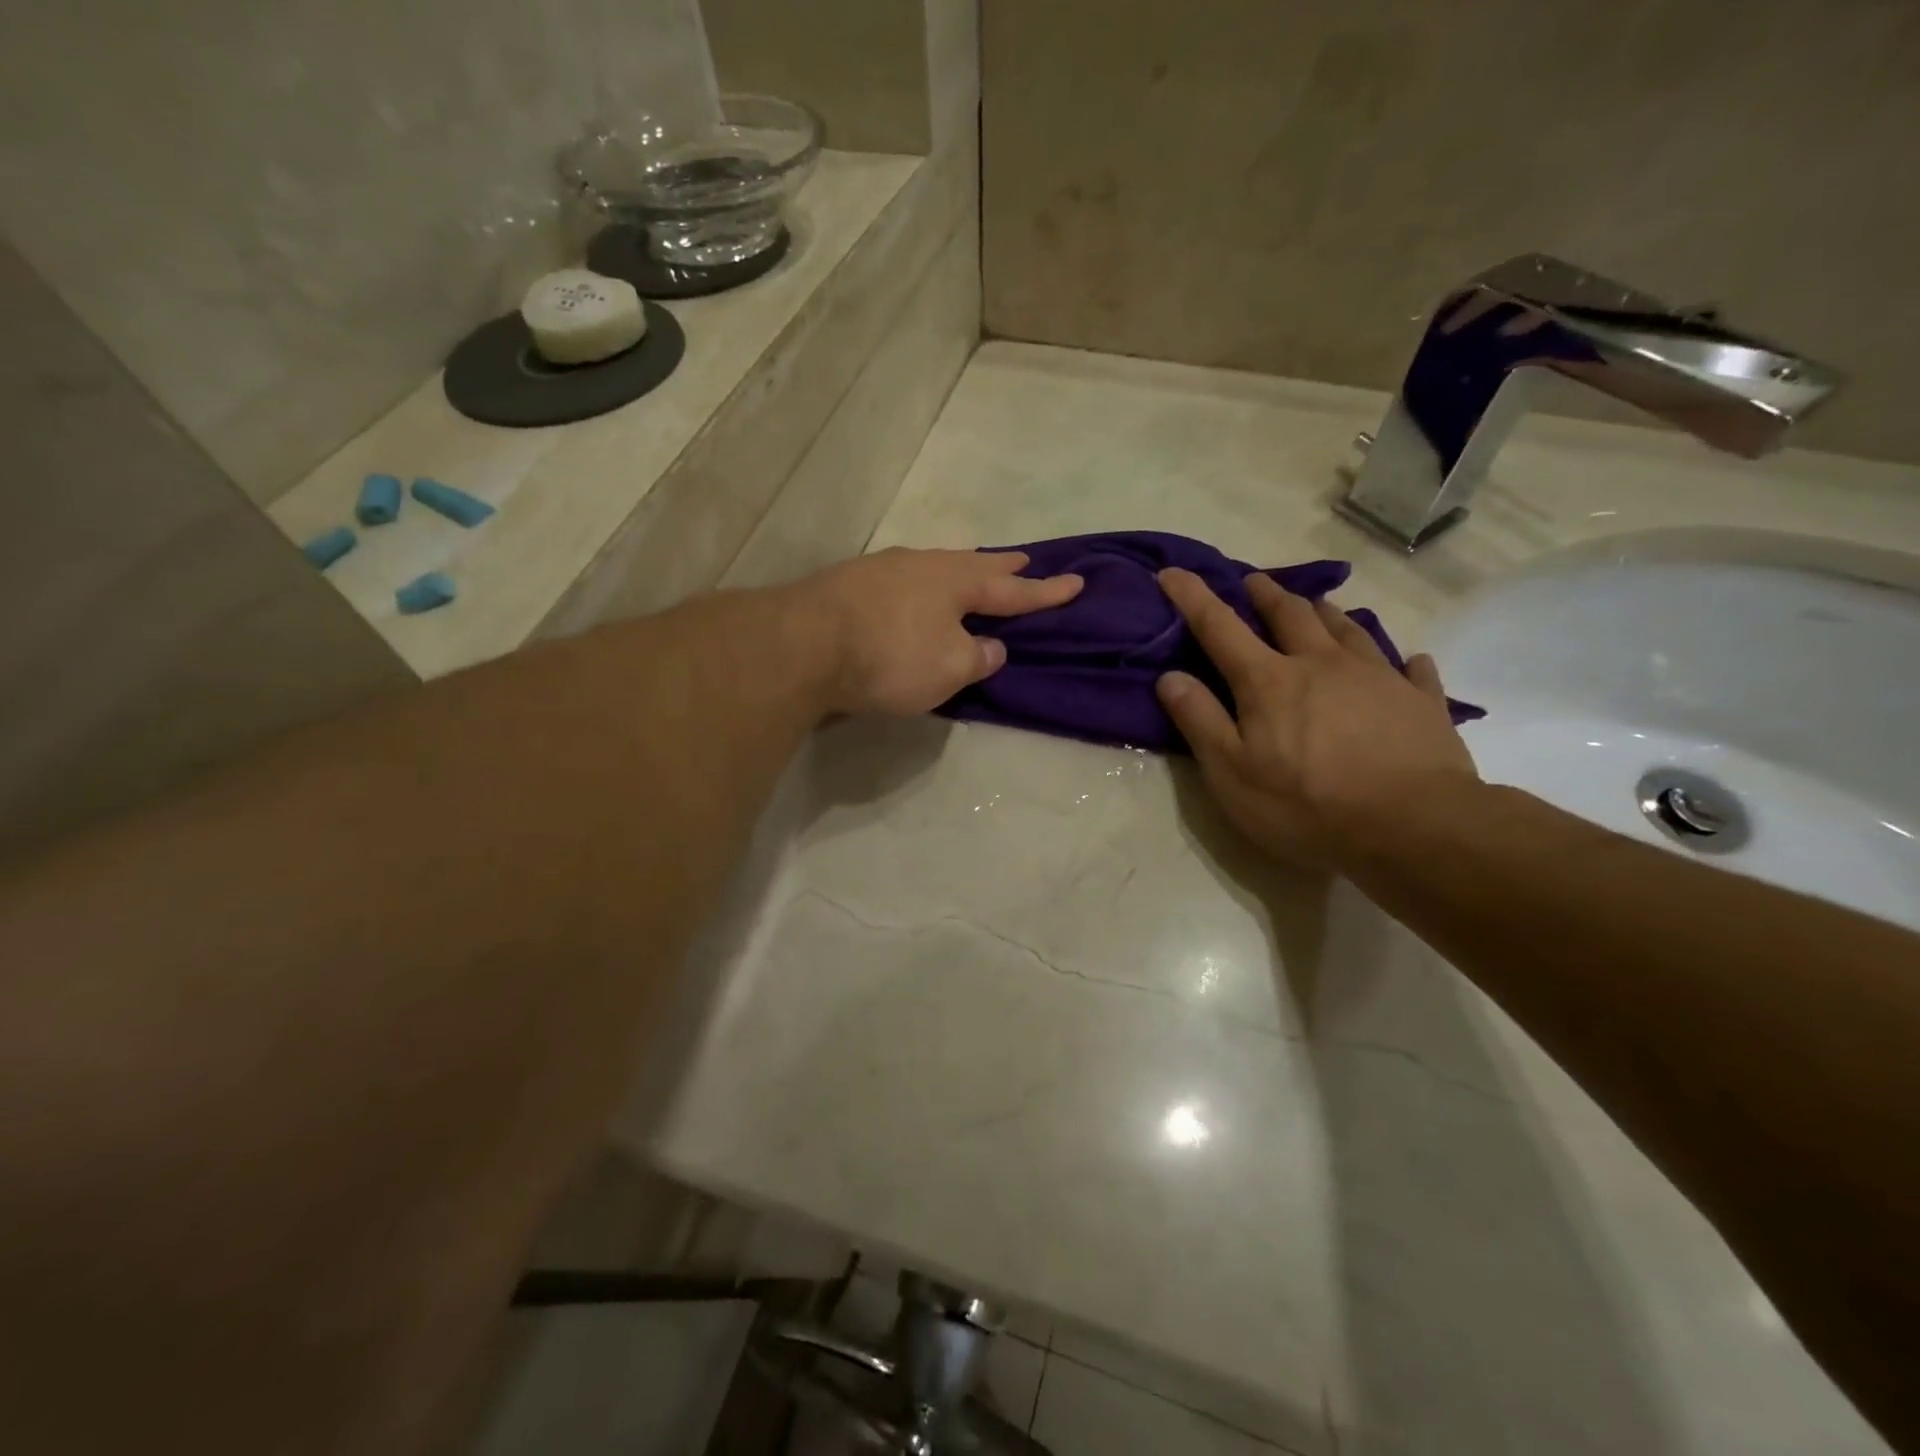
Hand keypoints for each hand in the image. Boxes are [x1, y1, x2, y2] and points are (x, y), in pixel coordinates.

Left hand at [793, 548, 1082, 716]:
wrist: (803, 645)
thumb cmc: (890, 656)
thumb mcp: (949, 667)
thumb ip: (978, 657)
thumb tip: (991, 647)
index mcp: (956, 582)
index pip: (1012, 591)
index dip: (1046, 592)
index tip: (1077, 582)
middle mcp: (922, 565)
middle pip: (973, 565)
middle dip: (1002, 569)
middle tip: (1025, 563)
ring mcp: (882, 570)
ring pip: (934, 568)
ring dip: (959, 573)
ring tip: (971, 575)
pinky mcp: (848, 584)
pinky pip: (904, 581)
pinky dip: (923, 587)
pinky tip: (915, 594)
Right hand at [1155, 568, 1478, 868]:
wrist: (1413, 828)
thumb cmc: (1306, 805)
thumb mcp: (1231, 772)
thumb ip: (1199, 720)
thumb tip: (1169, 676)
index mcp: (1269, 681)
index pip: (1219, 627)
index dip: (1193, 597)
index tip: (1173, 572)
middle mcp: (1322, 664)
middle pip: (1291, 615)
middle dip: (1266, 594)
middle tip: (1254, 581)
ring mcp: (1378, 678)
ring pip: (1348, 629)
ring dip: (1326, 613)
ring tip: (1318, 605)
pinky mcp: (1422, 703)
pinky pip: (1412, 670)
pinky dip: (1404, 661)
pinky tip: (1410, 660)